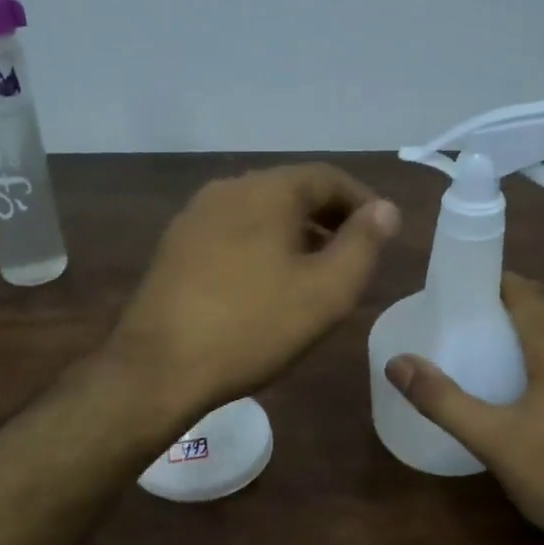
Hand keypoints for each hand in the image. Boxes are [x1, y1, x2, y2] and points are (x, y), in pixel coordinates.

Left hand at [107, 163, 400, 422]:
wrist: (159, 366)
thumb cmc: (252, 327)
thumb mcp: (326, 292)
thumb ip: (363, 245)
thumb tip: (384, 209)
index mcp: (266, 190)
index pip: (327, 177)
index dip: (362, 202)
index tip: (382, 233)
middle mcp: (227, 189)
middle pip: (290, 191)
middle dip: (328, 219)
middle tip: (352, 256)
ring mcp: (194, 217)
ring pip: (259, 213)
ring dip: (294, 234)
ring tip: (313, 273)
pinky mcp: (174, 247)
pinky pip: (231, 233)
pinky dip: (260, 247)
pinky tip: (265, 285)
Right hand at [384, 274, 543, 544]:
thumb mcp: (491, 440)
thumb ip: (443, 401)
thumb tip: (397, 363)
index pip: (533, 300)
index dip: (505, 283)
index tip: (473, 281)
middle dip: (520, 303)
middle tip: (479, 310)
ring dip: (540, 330)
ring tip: (503, 343)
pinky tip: (539, 390)